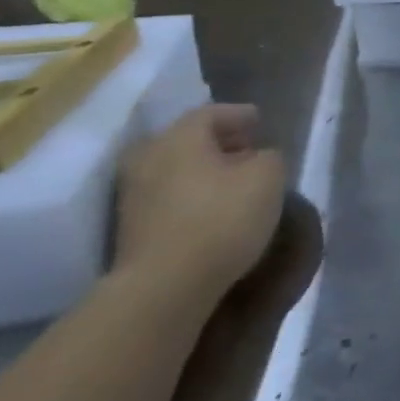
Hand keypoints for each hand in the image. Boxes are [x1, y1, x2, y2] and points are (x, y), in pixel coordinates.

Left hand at [113, 105, 286, 301]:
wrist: (164, 286)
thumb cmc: (222, 219)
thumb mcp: (268, 177)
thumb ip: (269, 157)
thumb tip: (259, 157)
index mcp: (179, 137)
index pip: (210, 113)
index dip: (239, 115)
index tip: (260, 122)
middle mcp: (148, 158)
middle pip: (187, 140)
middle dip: (218, 143)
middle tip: (247, 151)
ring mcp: (133, 195)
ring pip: (175, 169)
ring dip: (204, 171)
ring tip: (234, 183)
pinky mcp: (130, 228)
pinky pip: (168, 196)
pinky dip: (191, 195)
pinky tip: (214, 208)